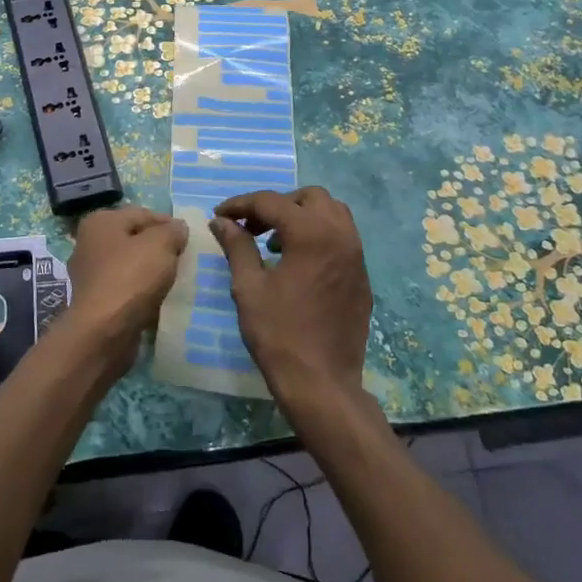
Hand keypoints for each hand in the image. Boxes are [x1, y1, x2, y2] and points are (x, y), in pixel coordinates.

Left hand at [63, 206, 189, 369]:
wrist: (104, 332)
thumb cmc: (131, 278)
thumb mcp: (160, 244)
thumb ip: (172, 231)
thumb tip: (178, 228)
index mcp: (101, 222)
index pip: (143, 213)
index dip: (169, 224)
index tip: (189, 240)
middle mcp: (90, 243)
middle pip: (135, 239)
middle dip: (160, 248)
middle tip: (184, 260)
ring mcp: (91, 274)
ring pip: (131, 265)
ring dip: (151, 272)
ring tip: (175, 281)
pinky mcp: (96, 301)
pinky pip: (126, 289)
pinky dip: (142, 292)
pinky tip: (159, 301)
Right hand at [210, 186, 372, 412]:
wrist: (322, 383)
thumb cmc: (279, 333)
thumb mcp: (248, 287)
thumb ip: (236, 246)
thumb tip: (221, 221)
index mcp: (312, 233)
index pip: (272, 202)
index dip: (241, 204)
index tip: (219, 215)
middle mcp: (341, 235)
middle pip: (309, 198)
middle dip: (277, 205)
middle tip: (252, 227)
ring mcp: (357, 256)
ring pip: (332, 214)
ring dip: (302, 217)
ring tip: (275, 243)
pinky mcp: (362, 276)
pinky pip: (342, 239)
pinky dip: (319, 236)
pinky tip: (298, 263)